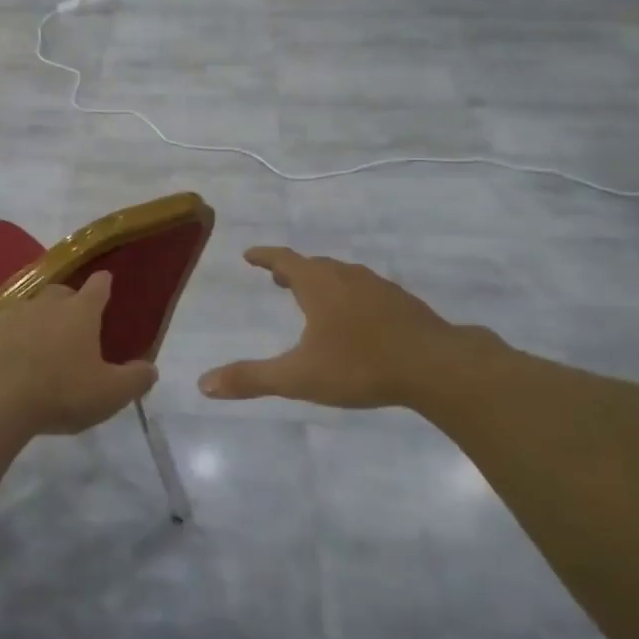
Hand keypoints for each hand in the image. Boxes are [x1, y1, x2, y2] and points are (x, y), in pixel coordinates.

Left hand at [0, 271, 156, 435]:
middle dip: (67, 301)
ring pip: (23, 305)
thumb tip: (151, 368)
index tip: (105, 282)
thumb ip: (136, 379)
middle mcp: (44, 304)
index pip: (98, 287)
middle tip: (71, 321)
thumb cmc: (61, 394)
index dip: (103, 284)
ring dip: (30, 315)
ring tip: (32, 334)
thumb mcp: (110, 394)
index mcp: (80, 313)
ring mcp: (7, 314)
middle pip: (60, 292)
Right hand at [199, 248, 497, 409]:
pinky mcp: (402, 303)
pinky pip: (365, 290)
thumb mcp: (298, 376)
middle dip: (293, 270)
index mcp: (319, 285)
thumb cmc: (360, 365)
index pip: (285, 260)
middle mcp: (347, 277)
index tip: (250, 254)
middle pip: (314, 265)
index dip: (265, 256)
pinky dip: (349, 295)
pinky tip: (357, 319)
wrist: (435, 366)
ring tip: (313, 297)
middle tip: (277, 279)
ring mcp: (378, 287)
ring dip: (322, 281)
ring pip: (342, 276)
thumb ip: (251, 378)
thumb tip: (203, 384)